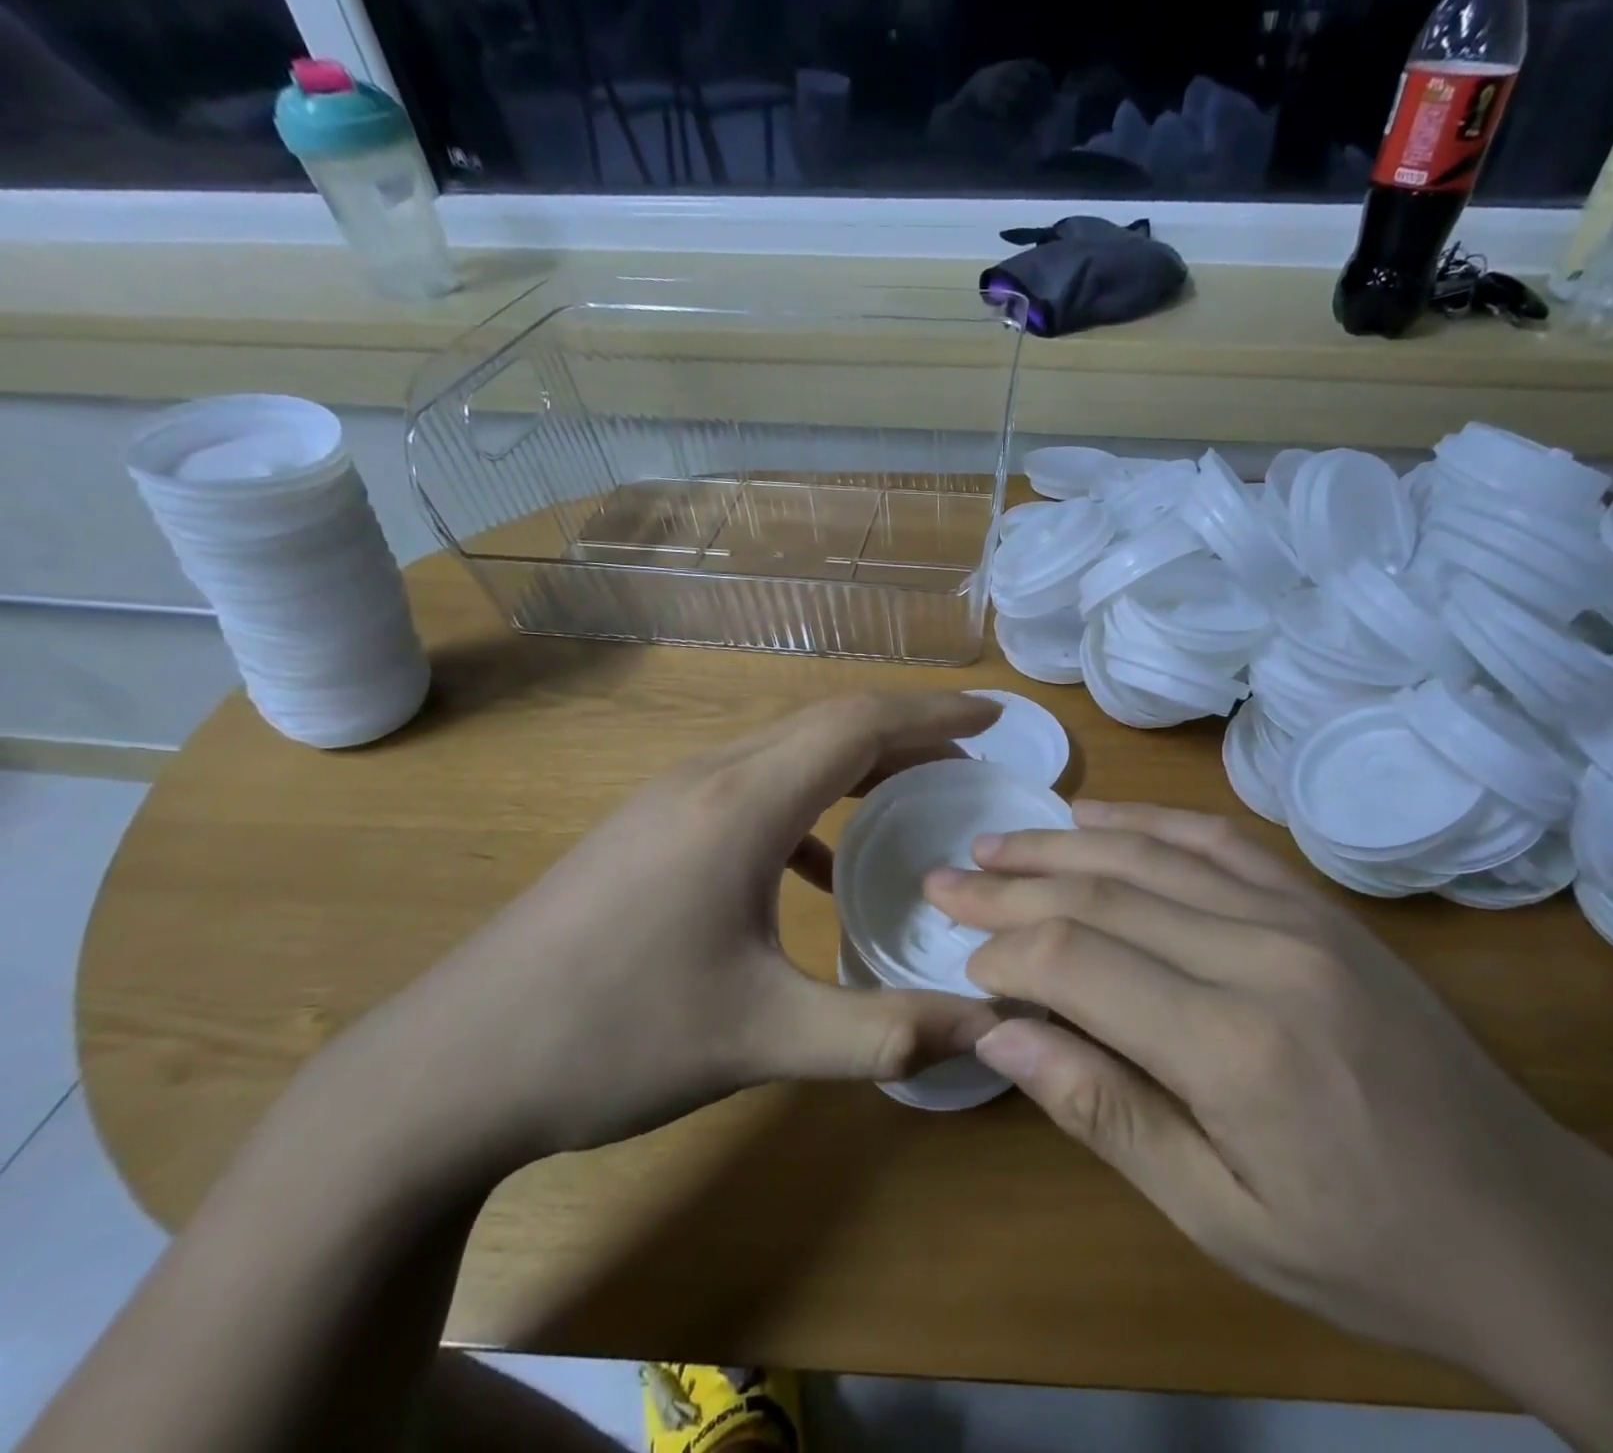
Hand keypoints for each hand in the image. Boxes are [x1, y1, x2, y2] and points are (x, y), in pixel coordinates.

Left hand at [340, 693, 1004, 1164]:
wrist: (449, 1069)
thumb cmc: (612, 1039)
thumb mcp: (762, 1039)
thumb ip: (882, 1031)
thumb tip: (986, 1030)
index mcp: (741, 804)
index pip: (858, 723)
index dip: (934, 713)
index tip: (994, 718)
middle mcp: (707, 778)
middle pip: (827, 725)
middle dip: (907, 732)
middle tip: (971, 759)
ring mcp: (670, 800)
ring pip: (787, 752)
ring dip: (857, 763)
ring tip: (914, 795)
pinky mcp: (650, 831)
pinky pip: (752, 790)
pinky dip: (809, 805)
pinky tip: (822, 866)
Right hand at [924, 801, 1612, 1365]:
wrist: (1534, 1226)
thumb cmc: (1366, 1248)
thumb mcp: (1219, 1216)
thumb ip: (1102, 1110)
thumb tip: (999, 1034)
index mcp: (1236, 1047)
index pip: (1079, 962)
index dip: (1006, 951)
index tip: (962, 956)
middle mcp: (1263, 955)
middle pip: (1104, 895)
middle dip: (1012, 884)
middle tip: (946, 876)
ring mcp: (1299, 917)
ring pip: (1151, 854)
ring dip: (1062, 843)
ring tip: (998, 839)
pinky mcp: (1320, 907)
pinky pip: (1216, 841)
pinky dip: (1145, 821)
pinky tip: (1096, 818)